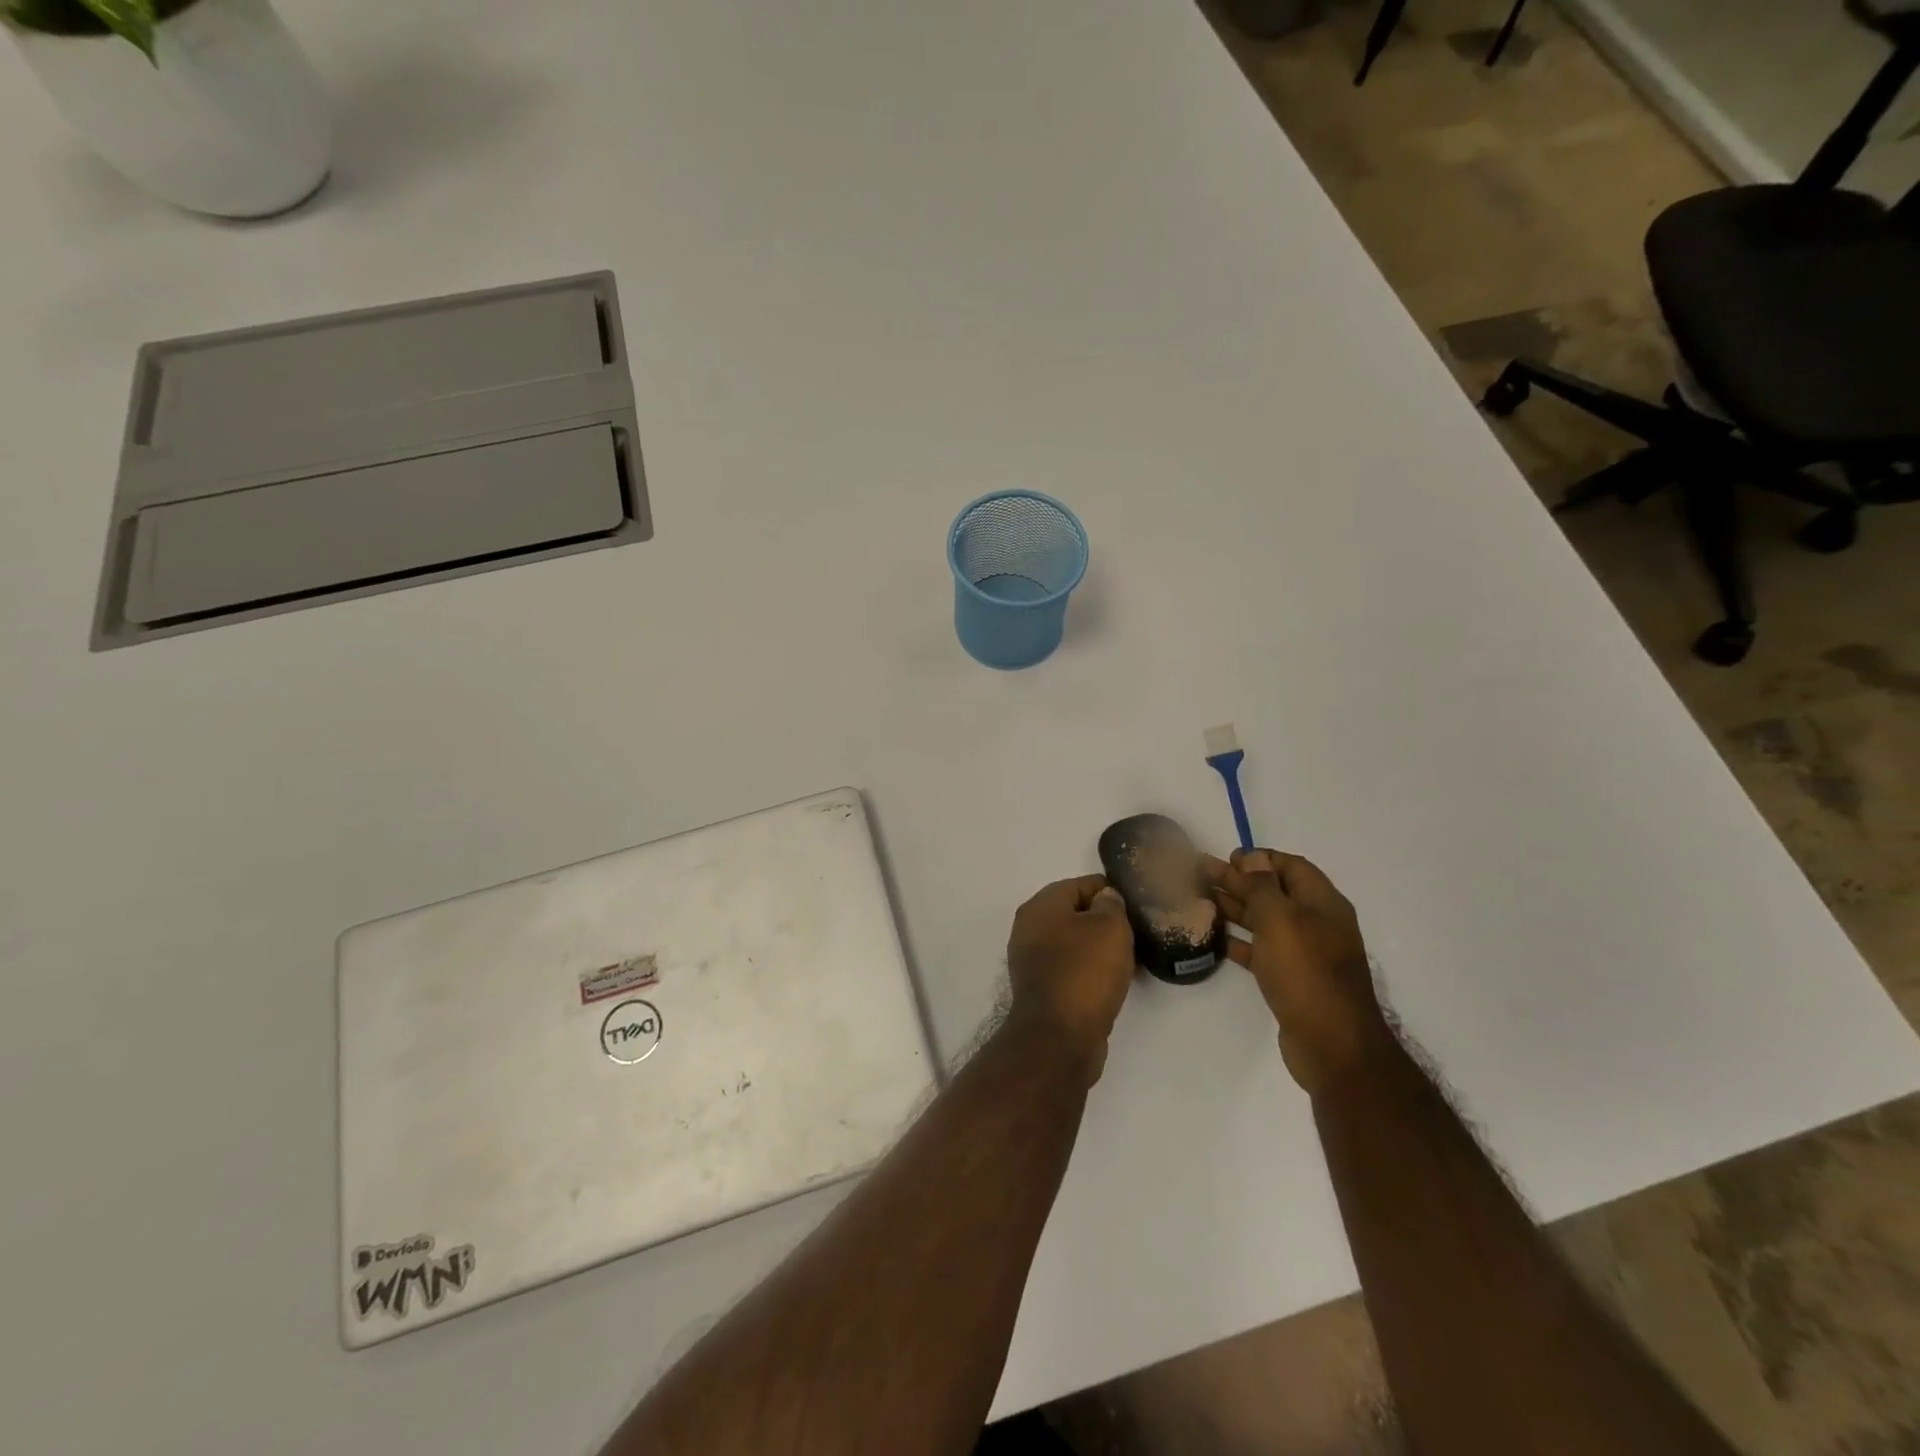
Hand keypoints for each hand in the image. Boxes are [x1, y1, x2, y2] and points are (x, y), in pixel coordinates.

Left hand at [1006, 874, 1135, 1083]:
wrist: (1059, 1038)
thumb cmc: (1085, 972)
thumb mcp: (1110, 927)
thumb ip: (1111, 905)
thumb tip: (1106, 899)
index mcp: (1040, 906)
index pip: (1080, 884)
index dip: (1110, 891)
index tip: (1135, 905)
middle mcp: (1029, 929)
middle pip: (1075, 914)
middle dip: (1105, 921)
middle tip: (1136, 932)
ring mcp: (1032, 961)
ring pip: (1074, 943)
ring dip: (1099, 949)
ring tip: (1131, 958)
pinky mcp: (1042, 989)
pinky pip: (1072, 969)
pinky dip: (1091, 971)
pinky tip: (1114, 981)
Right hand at [1204, 849, 1391, 1095]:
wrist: (1333, 1044)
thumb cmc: (1306, 972)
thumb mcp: (1281, 920)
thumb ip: (1263, 886)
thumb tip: (1253, 858)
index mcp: (1322, 903)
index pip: (1291, 866)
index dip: (1260, 858)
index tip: (1227, 857)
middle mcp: (1316, 924)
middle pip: (1273, 892)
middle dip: (1239, 881)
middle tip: (1200, 873)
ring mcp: (1305, 953)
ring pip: (1265, 921)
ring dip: (1235, 908)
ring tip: (1200, 899)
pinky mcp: (1291, 979)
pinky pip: (1262, 950)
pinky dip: (1239, 941)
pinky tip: (1215, 938)